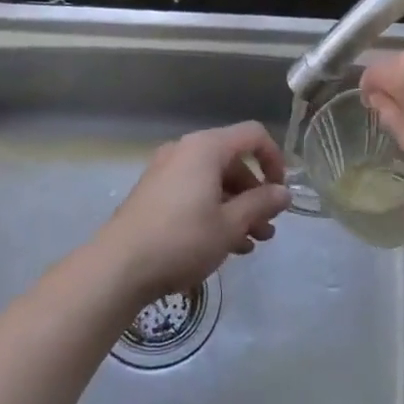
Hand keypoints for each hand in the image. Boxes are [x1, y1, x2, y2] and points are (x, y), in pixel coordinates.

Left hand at [94, 121, 292, 306]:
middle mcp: (185, 151)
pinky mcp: (154, 193)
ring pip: (214, 181)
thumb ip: (261, 204)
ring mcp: (166, 171)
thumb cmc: (182, 239)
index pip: (253, 135)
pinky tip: (225, 245)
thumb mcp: (230, 225)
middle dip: (255, 194)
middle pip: (233, 161)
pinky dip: (213, 211)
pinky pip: (194, 192)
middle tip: (267, 227)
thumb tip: (284, 192)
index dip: (274, 159)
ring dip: (237, 208)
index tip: (280, 193)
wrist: (119, 267)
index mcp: (206, 148)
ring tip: (251, 243)